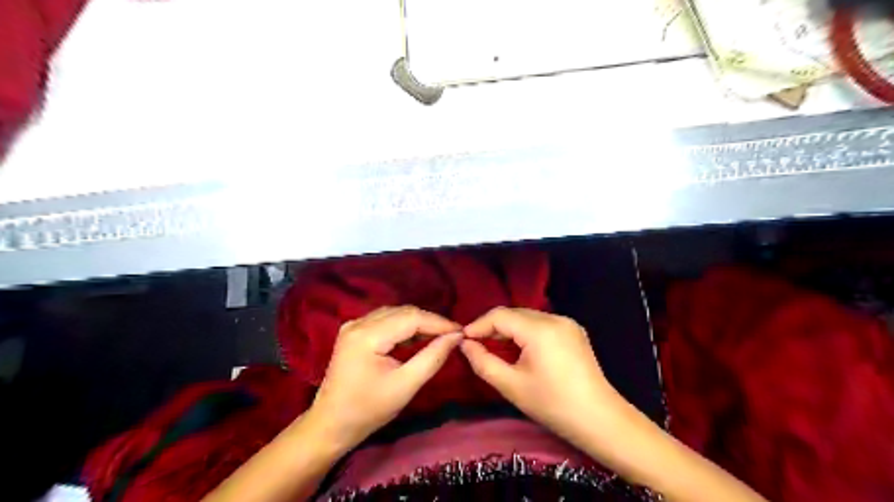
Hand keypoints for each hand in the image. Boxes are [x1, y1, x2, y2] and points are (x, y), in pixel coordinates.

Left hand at [308, 306, 460, 451]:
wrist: (330, 425)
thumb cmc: (368, 411)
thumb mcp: (405, 386)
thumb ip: (432, 357)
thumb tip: (456, 337)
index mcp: (367, 336)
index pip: (411, 318)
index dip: (439, 322)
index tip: (462, 331)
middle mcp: (358, 323)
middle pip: (403, 312)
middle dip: (430, 321)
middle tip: (453, 335)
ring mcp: (354, 325)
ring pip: (395, 313)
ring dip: (419, 322)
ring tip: (440, 336)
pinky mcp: (354, 331)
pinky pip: (386, 320)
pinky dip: (404, 326)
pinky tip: (418, 337)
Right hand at [457, 309, 623, 444]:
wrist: (599, 420)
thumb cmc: (552, 405)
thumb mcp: (511, 386)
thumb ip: (483, 362)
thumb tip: (464, 344)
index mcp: (540, 329)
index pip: (500, 315)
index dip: (478, 325)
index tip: (462, 340)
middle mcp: (554, 318)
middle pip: (514, 314)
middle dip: (492, 327)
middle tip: (476, 345)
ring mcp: (567, 323)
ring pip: (527, 318)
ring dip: (509, 329)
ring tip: (494, 348)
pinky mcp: (574, 331)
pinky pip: (542, 324)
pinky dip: (525, 332)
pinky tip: (520, 349)